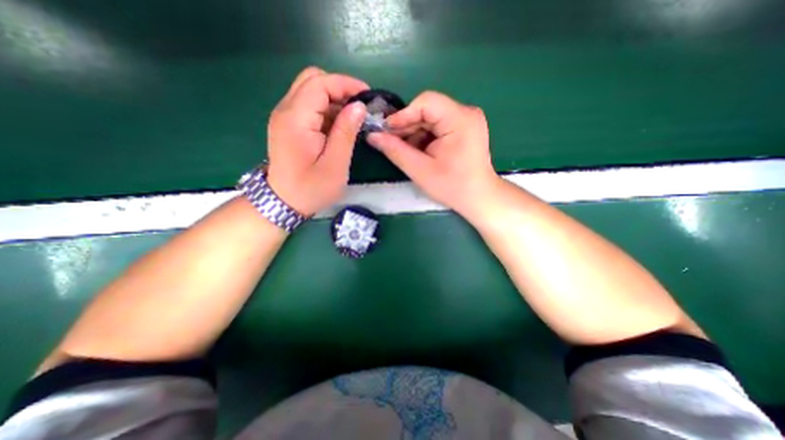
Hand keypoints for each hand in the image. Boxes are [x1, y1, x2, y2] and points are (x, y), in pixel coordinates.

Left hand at [265, 67, 370, 215]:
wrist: (284, 202)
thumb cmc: (312, 188)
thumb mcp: (335, 164)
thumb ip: (346, 132)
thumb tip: (359, 106)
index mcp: (296, 119)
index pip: (320, 83)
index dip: (346, 84)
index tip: (368, 96)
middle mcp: (286, 110)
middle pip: (312, 80)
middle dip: (340, 88)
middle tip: (360, 107)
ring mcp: (285, 117)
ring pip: (311, 91)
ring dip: (335, 99)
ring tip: (353, 119)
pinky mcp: (288, 125)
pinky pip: (309, 106)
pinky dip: (327, 110)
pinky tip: (340, 126)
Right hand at [367, 92, 495, 218]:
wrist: (478, 198)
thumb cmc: (453, 187)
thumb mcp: (421, 170)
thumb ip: (396, 151)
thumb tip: (372, 136)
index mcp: (460, 119)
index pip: (426, 102)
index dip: (402, 115)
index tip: (385, 131)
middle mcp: (466, 113)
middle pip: (428, 110)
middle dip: (407, 126)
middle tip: (389, 142)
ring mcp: (466, 120)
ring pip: (431, 118)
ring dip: (414, 133)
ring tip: (403, 150)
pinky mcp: (464, 128)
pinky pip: (437, 126)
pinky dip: (424, 137)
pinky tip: (416, 151)